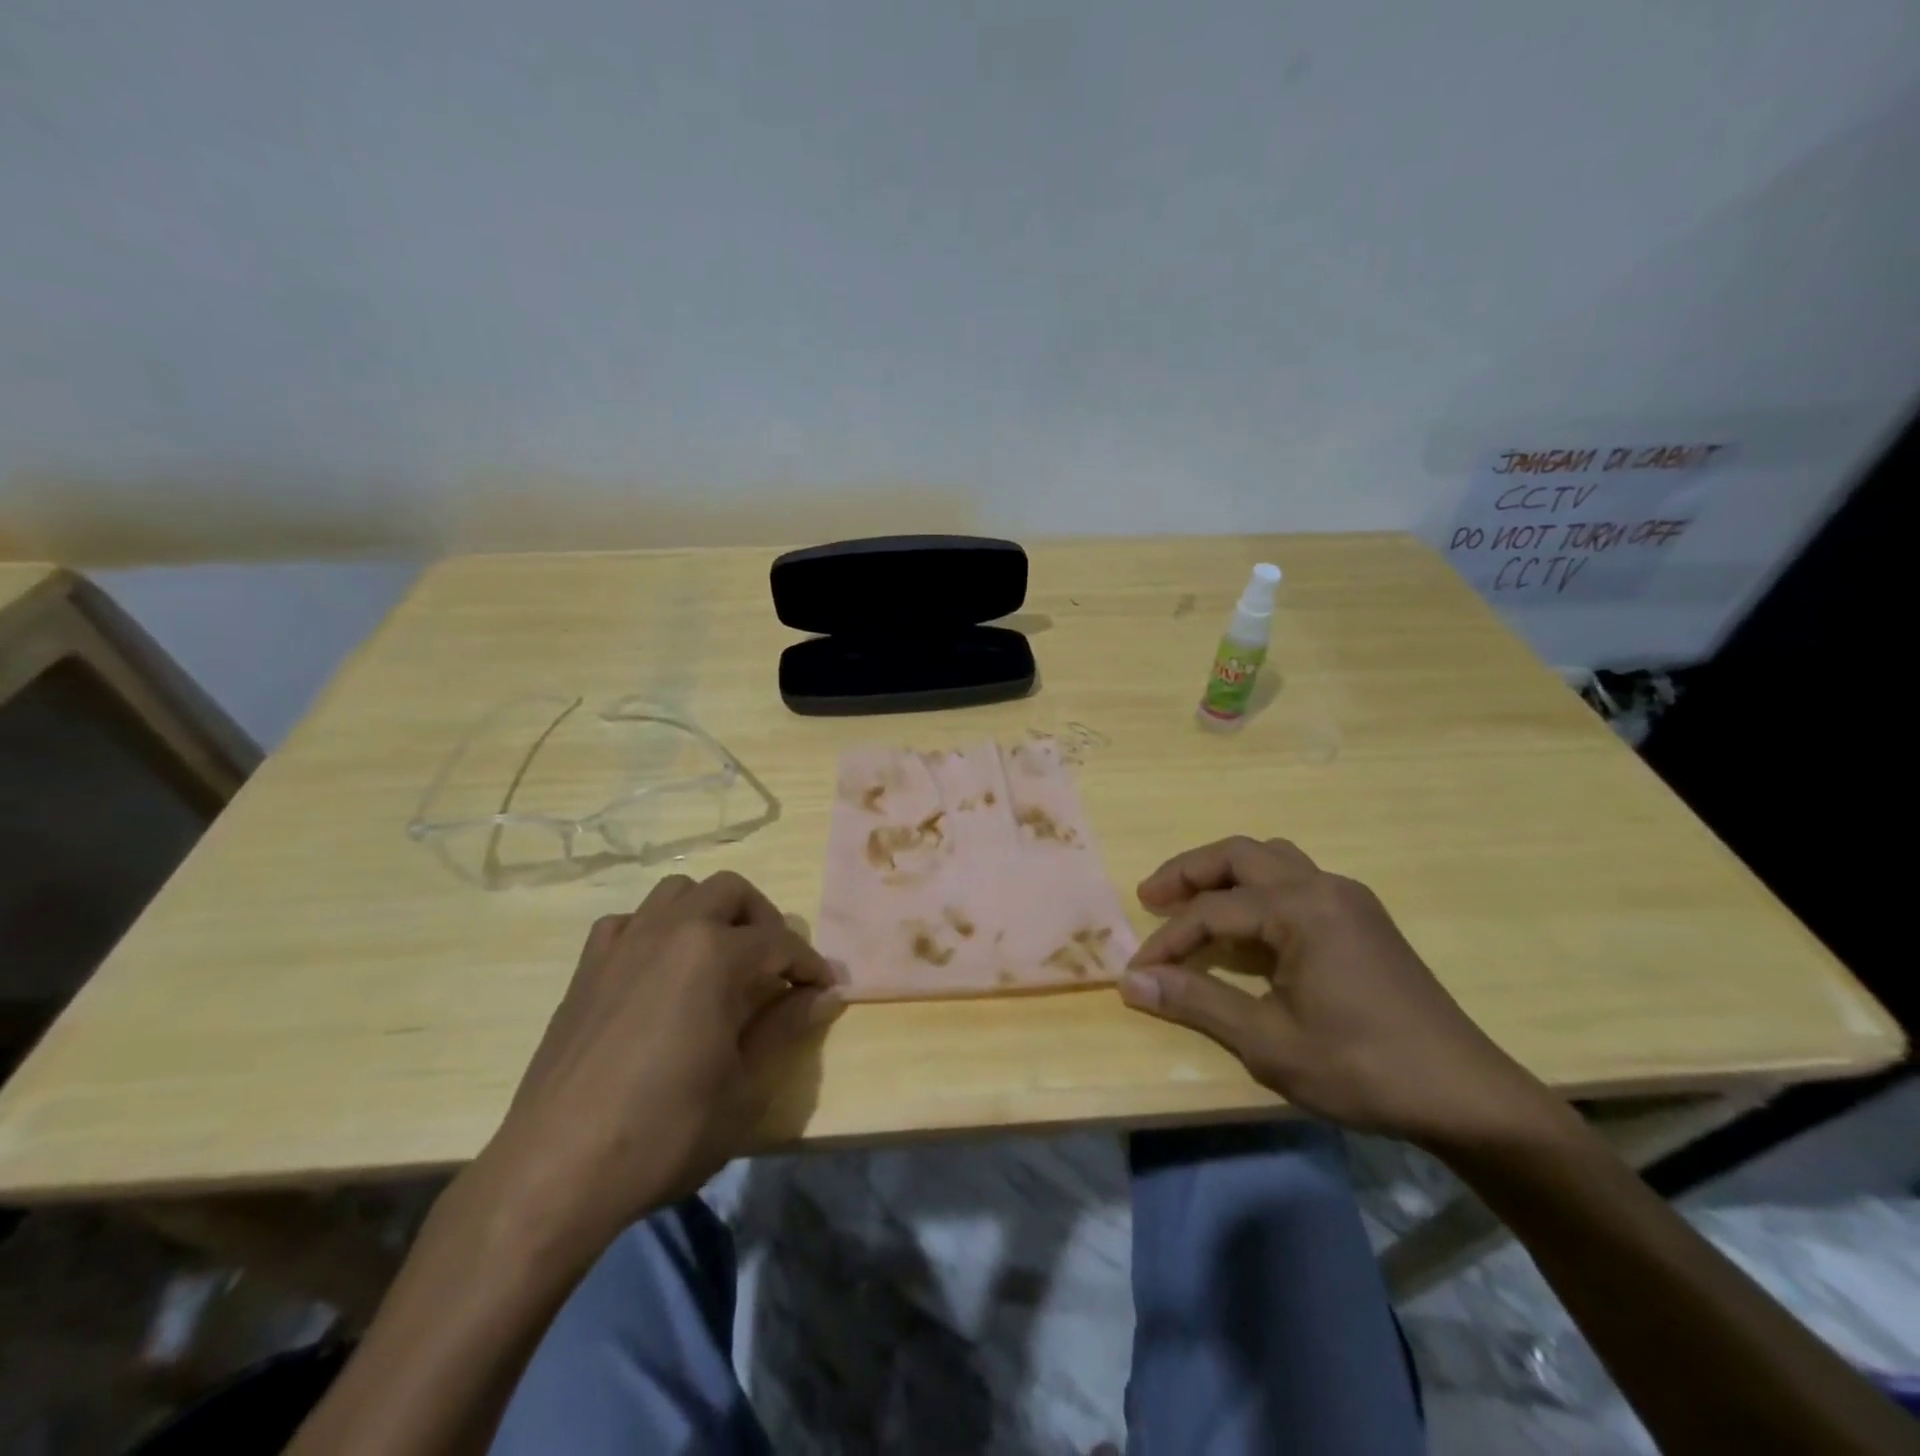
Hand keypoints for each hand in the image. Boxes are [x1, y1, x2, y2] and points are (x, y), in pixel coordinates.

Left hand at [471, 871, 843, 1262]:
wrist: (556, 1171)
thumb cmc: (665, 1131)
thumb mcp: (745, 1087)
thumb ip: (786, 1028)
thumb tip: (825, 995)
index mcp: (715, 954)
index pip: (780, 943)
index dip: (809, 965)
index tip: (824, 988)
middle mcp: (671, 930)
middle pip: (731, 891)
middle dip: (764, 920)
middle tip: (775, 966)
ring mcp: (623, 943)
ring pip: (678, 891)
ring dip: (710, 911)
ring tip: (722, 957)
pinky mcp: (588, 967)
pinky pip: (630, 921)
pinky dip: (656, 930)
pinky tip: (660, 971)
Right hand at [1119, 837, 1555, 1149]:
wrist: (1467, 1097)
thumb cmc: (1362, 1068)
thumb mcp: (1269, 1042)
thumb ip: (1197, 1001)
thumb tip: (1132, 981)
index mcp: (1300, 909)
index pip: (1212, 911)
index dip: (1167, 940)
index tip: (1137, 970)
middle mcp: (1323, 886)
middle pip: (1239, 855)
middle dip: (1188, 872)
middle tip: (1150, 897)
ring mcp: (1348, 899)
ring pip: (1271, 859)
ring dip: (1224, 874)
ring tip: (1191, 901)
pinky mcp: (1363, 919)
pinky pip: (1295, 881)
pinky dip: (1256, 890)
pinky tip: (1247, 926)